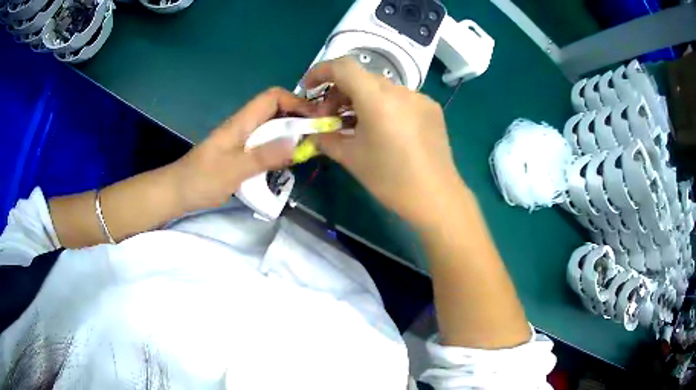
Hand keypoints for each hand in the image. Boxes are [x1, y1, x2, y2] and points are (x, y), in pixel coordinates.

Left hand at [172, 87, 320, 210]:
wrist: (177, 192)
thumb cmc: (201, 179)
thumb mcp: (233, 169)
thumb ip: (263, 156)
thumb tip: (297, 143)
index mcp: (242, 122)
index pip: (273, 97)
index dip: (296, 102)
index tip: (314, 119)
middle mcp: (244, 126)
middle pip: (276, 111)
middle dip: (298, 119)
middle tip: (316, 138)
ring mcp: (242, 140)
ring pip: (272, 128)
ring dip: (290, 135)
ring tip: (307, 150)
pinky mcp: (240, 154)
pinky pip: (265, 144)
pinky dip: (279, 149)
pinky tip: (286, 163)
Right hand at [304, 58, 464, 226]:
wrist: (436, 198)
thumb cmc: (390, 180)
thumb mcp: (351, 158)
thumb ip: (326, 138)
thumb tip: (314, 132)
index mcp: (377, 99)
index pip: (343, 66)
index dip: (321, 71)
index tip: (309, 89)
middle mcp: (400, 91)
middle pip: (361, 78)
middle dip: (339, 92)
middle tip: (330, 118)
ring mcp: (419, 98)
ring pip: (381, 88)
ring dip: (361, 99)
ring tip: (355, 125)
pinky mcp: (431, 108)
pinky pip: (400, 99)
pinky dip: (383, 106)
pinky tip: (384, 130)